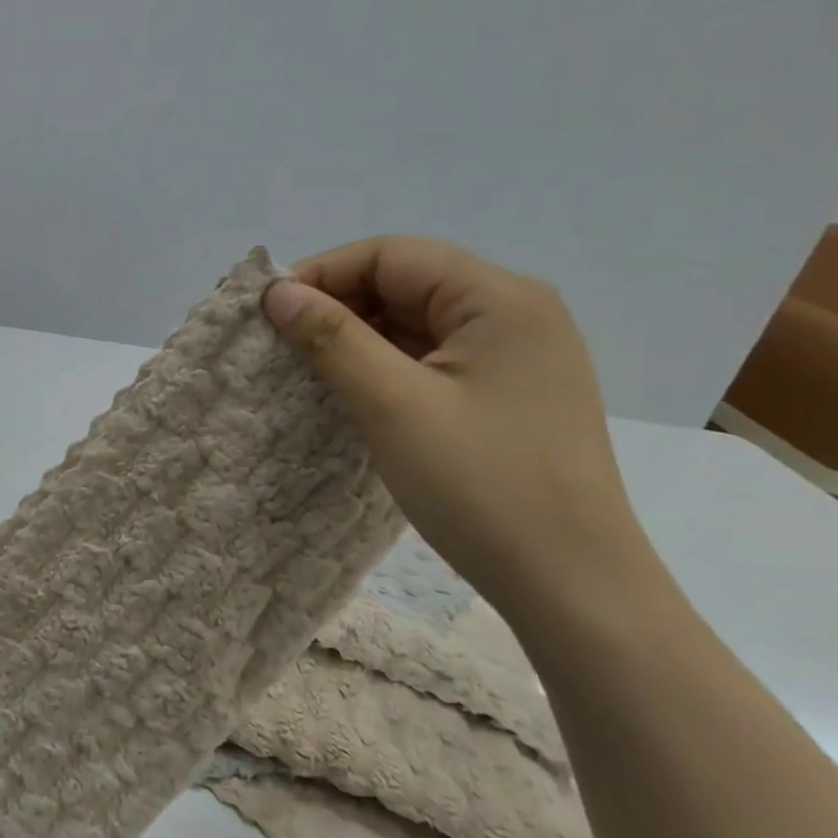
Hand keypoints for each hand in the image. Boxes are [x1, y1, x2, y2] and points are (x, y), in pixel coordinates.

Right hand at [262, 235, 650, 615]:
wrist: (569, 583)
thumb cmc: (480, 485)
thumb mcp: (392, 405)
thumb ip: (332, 339)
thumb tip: (278, 293)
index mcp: (500, 299)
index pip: (392, 255)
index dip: (322, 273)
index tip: (268, 312)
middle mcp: (515, 312)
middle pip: (405, 282)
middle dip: (336, 304)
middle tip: (277, 342)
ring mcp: (515, 355)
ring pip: (415, 321)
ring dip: (356, 336)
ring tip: (303, 367)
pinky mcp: (506, 392)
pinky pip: (430, 357)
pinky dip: (383, 364)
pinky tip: (349, 390)